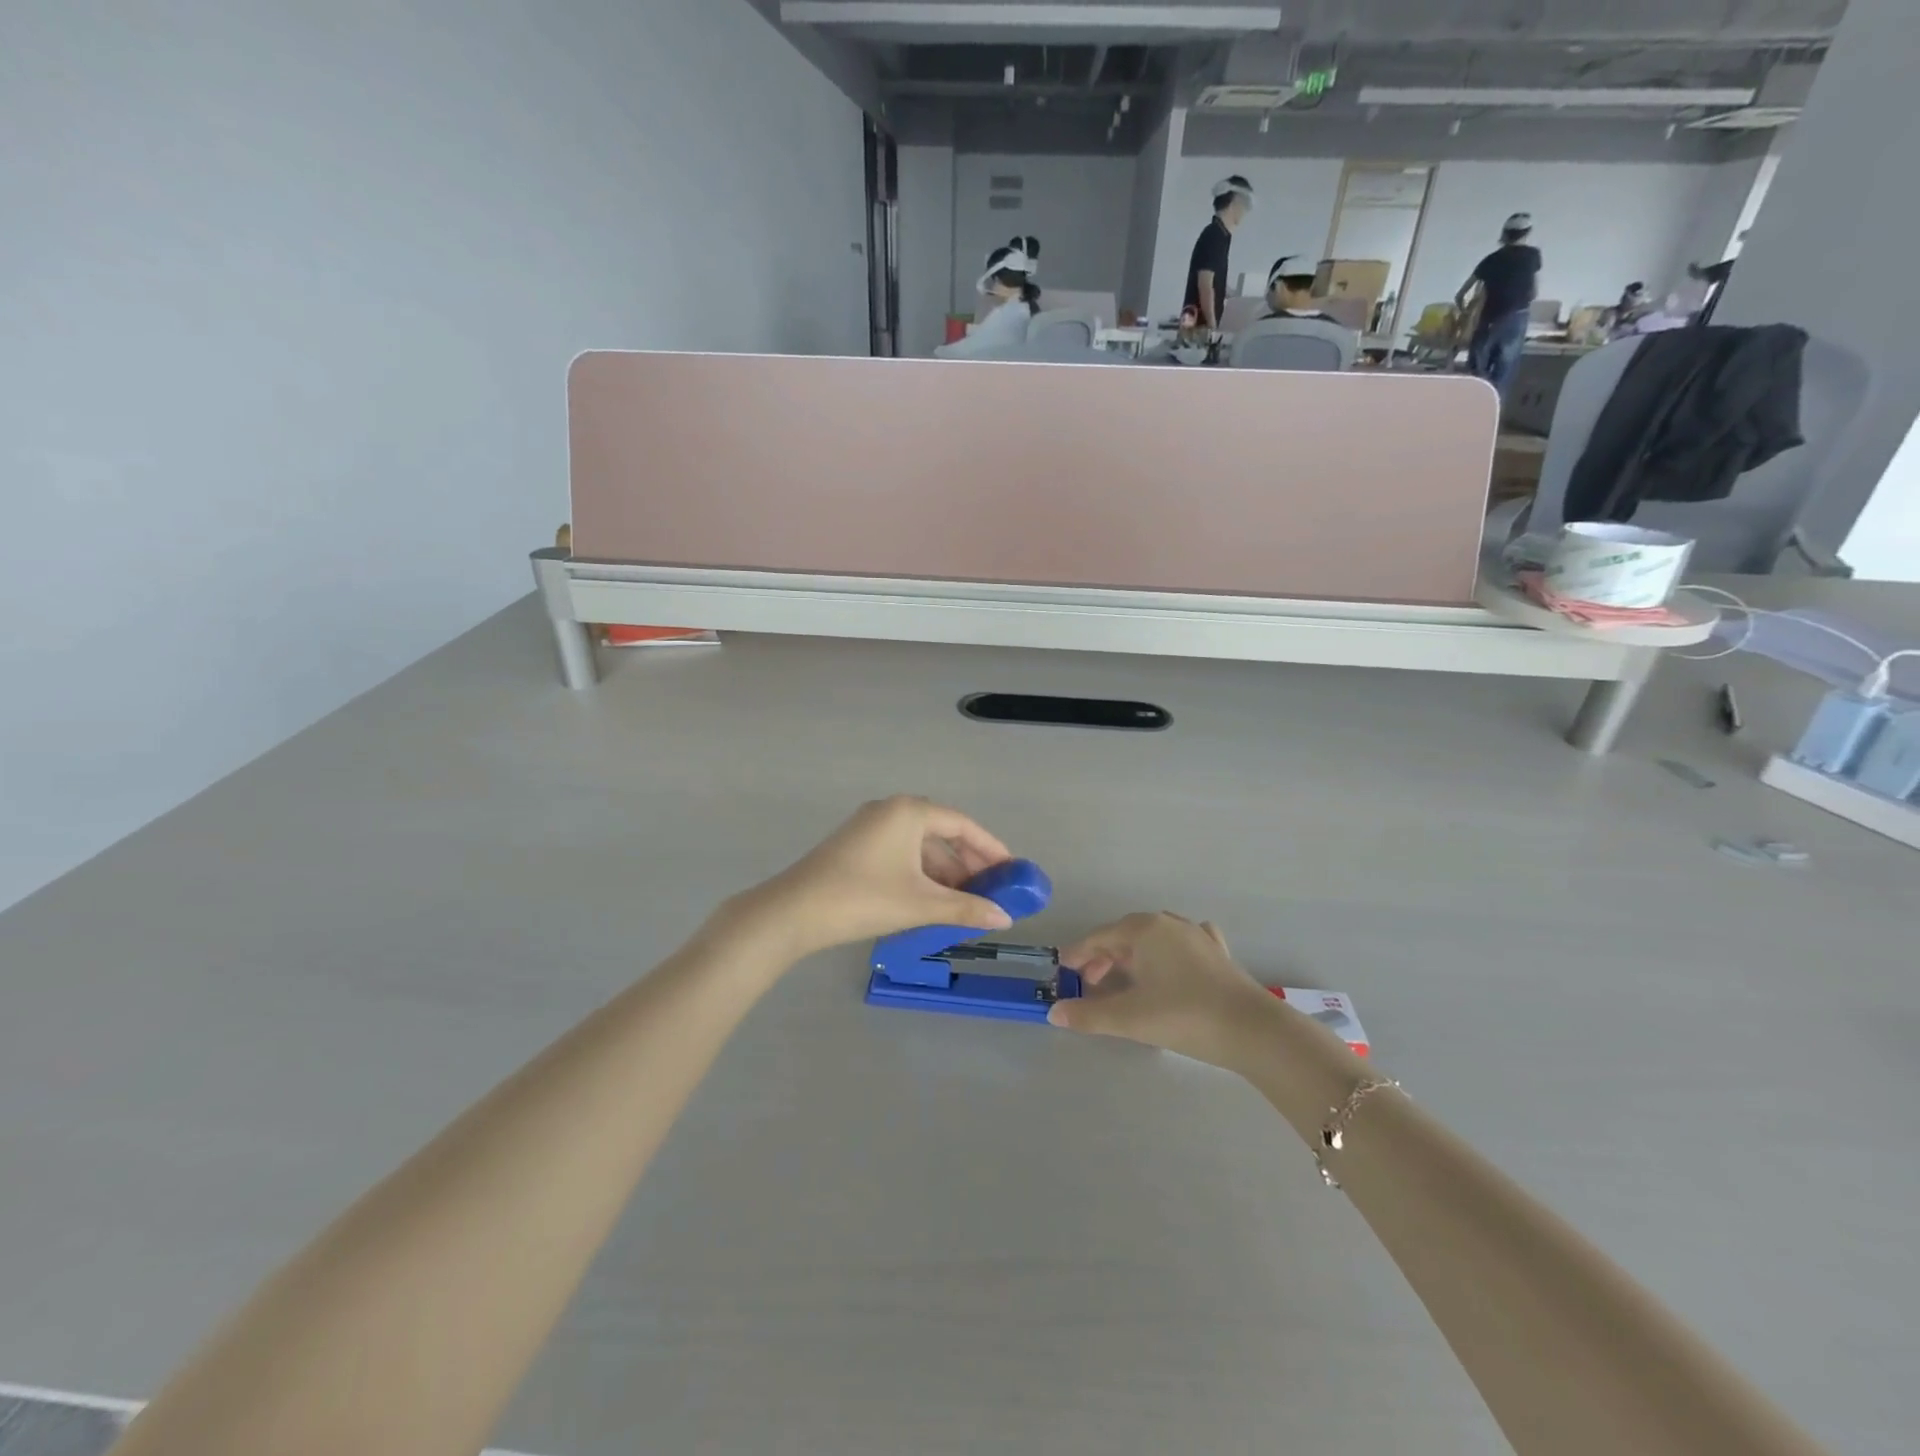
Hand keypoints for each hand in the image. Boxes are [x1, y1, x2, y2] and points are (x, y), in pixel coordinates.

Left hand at [725, 797, 1014, 960]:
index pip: (962, 825)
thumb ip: (966, 908)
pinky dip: (921, 873)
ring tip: (964, 901)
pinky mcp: (855, 845)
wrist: (792, 912)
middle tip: (992, 888)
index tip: (1012, 871)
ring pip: (919, 845)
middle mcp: (890, 810)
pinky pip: (901, 853)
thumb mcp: (920, 904)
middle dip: (968, 862)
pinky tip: (931, 899)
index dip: (991, 848)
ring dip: (944, 871)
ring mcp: (869, 826)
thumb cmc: (863, 899)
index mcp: (909, 812)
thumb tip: (1006, 918)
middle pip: (942, 832)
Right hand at [1047, 912, 1273, 1064]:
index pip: (1099, 937)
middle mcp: (1168, 923)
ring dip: (1133, 955)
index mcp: (1143, 929)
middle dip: (1104, 957)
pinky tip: (1171, 962)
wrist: (1253, 1030)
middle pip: (1125, 935)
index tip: (1064, 972)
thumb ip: (1089, 1015)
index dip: (1078, 955)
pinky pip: (1183, 943)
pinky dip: (1167, 952)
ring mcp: (1196, 935)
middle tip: (1090, 984)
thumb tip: (1054, 1013)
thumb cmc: (1184, 1016)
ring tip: (1124, 979)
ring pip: (1153, 938)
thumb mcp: (1130, 1018)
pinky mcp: (1217, 952)